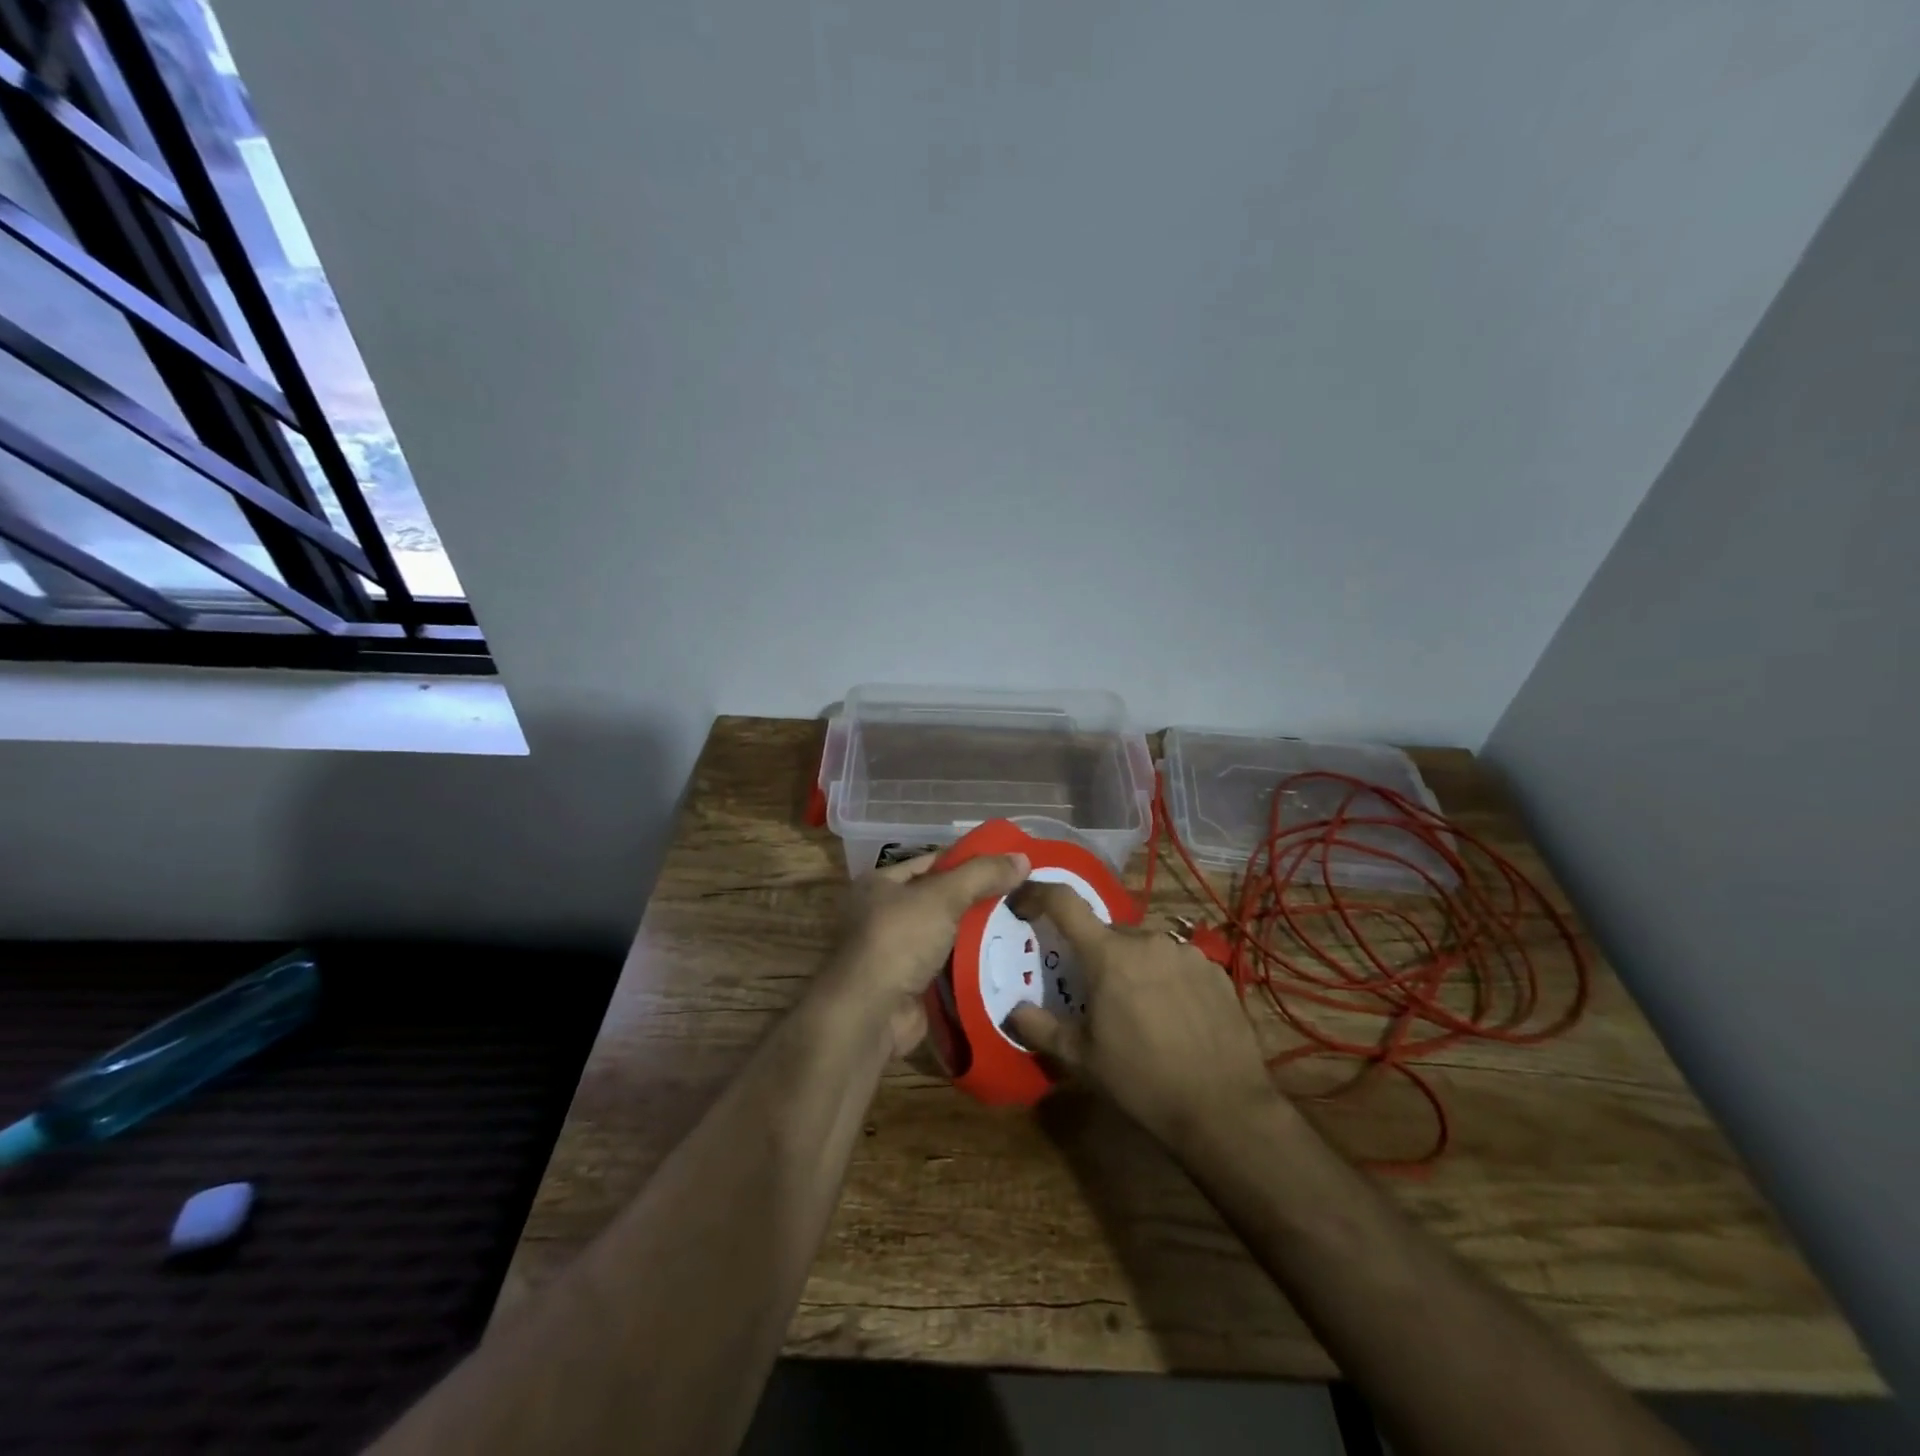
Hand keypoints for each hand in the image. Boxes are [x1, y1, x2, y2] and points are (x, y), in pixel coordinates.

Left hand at [820, 850, 1030, 1056]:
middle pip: (941, 900)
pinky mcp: (912, 985)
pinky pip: (949, 967)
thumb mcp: (942, 897)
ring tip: (1023, 925)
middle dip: (979, 900)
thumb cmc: (898, 940)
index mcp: (880, 884)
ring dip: (979, 934)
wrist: (870, 1014)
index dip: (969, 862)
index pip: (932, 863)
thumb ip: (982, 875)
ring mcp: (897, 953)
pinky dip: (972, 964)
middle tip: (1023, 896)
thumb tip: (1022, 857)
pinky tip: (1006, 959)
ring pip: (948, 935)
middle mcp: (884, 914)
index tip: (1007, 865)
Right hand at [1006, 882, 1279, 1148]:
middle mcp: (1147, 940)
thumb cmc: (1141, 1081)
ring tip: (1138, 1010)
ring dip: (1132, 966)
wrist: (1224, 1108)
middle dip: (1095, 954)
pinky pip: (1177, 961)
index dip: (1038, 894)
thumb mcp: (1081, 1059)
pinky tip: (1173, 1016)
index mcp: (1108, 954)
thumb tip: (1013, 1010)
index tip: (1023, 902)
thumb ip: (1040, 1027)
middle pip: (1108, 932)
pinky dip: (1165, 978)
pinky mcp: (1215, 970)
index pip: (1064, 903)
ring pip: (1144, 946)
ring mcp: (1186, 952)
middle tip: (1094, 993)